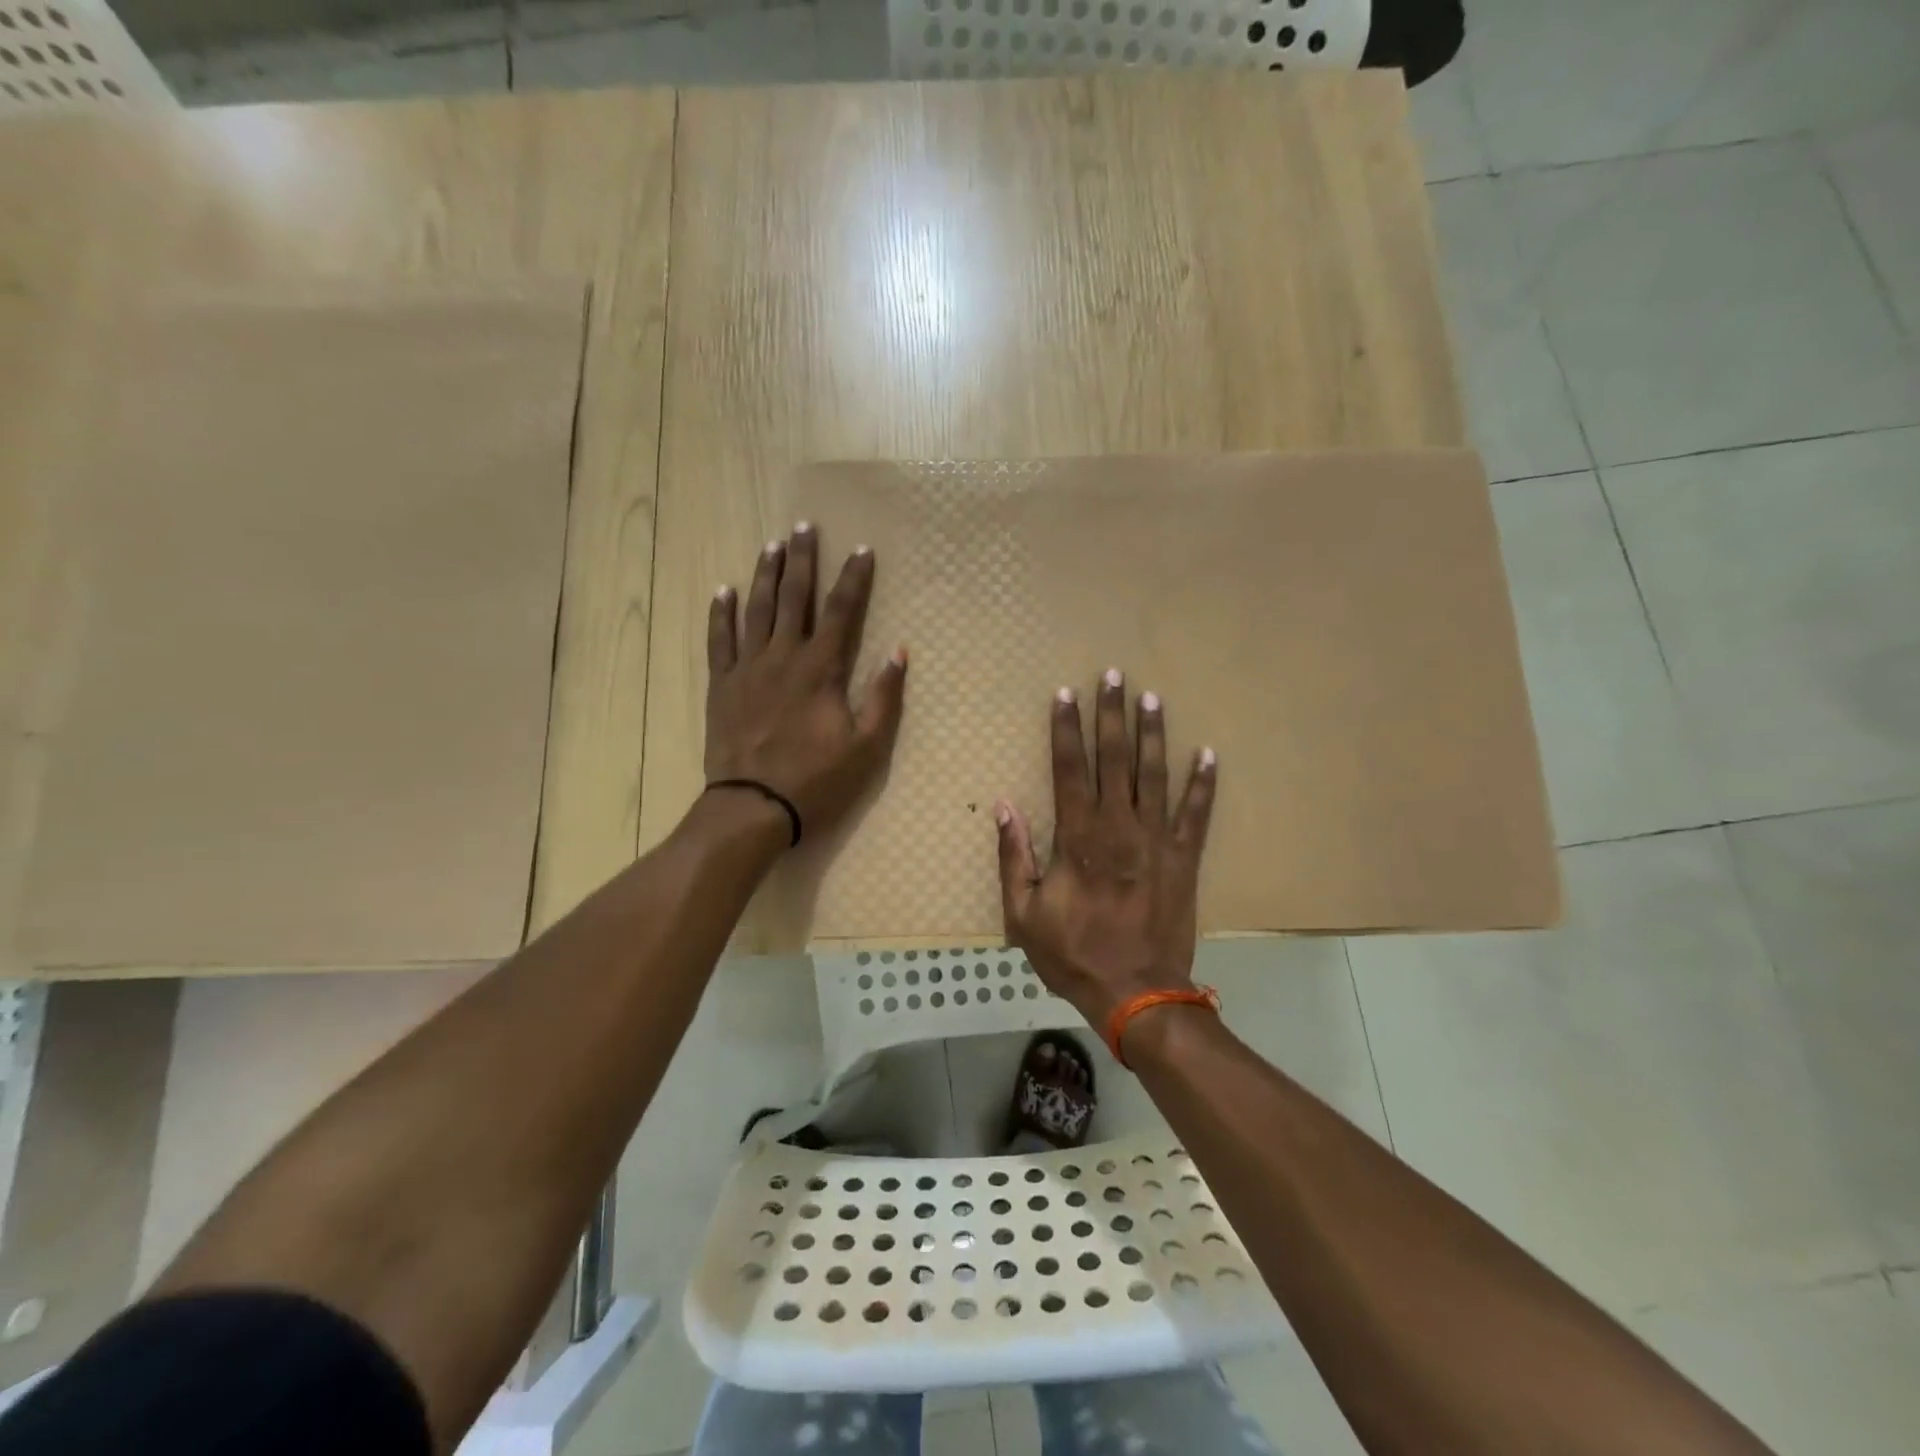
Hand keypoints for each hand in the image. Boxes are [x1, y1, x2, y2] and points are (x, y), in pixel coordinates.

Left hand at [706, 523, 906, 838]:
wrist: (752, 806)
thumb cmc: (815, 779)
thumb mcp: (866, 746)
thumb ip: (883, 697)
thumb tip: (899, 652)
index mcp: (820, 669)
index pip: (840, 611)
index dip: (853, 578)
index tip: (862, 549)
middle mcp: (782, 656)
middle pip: (793, 597)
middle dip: (802, 560)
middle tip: (805, 527)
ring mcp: (747, 668)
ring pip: (756, 609)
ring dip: (765, 574)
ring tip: (771, 545)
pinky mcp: (722, 685)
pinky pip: (719, 640)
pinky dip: (720, 613)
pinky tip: (723, 591)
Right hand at [995, 669, 1216, 1033]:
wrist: (1136, 993)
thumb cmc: (1074, 953)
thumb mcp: (1024, 913)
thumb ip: (1014, 856)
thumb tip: (1003, 806)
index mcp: (1078, 837)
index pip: (1068, 768)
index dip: (1065, 729)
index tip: (1065, 694)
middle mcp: (1119, 827)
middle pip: (1114, 759)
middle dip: (1111, 715)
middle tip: (1114, 676)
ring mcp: (1157, 840)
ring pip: (1155, 775)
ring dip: (1153, 734)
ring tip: (1153, 698)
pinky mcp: (1185, 859)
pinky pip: (1196, 814)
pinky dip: (1203, 784)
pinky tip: (1208, 754)